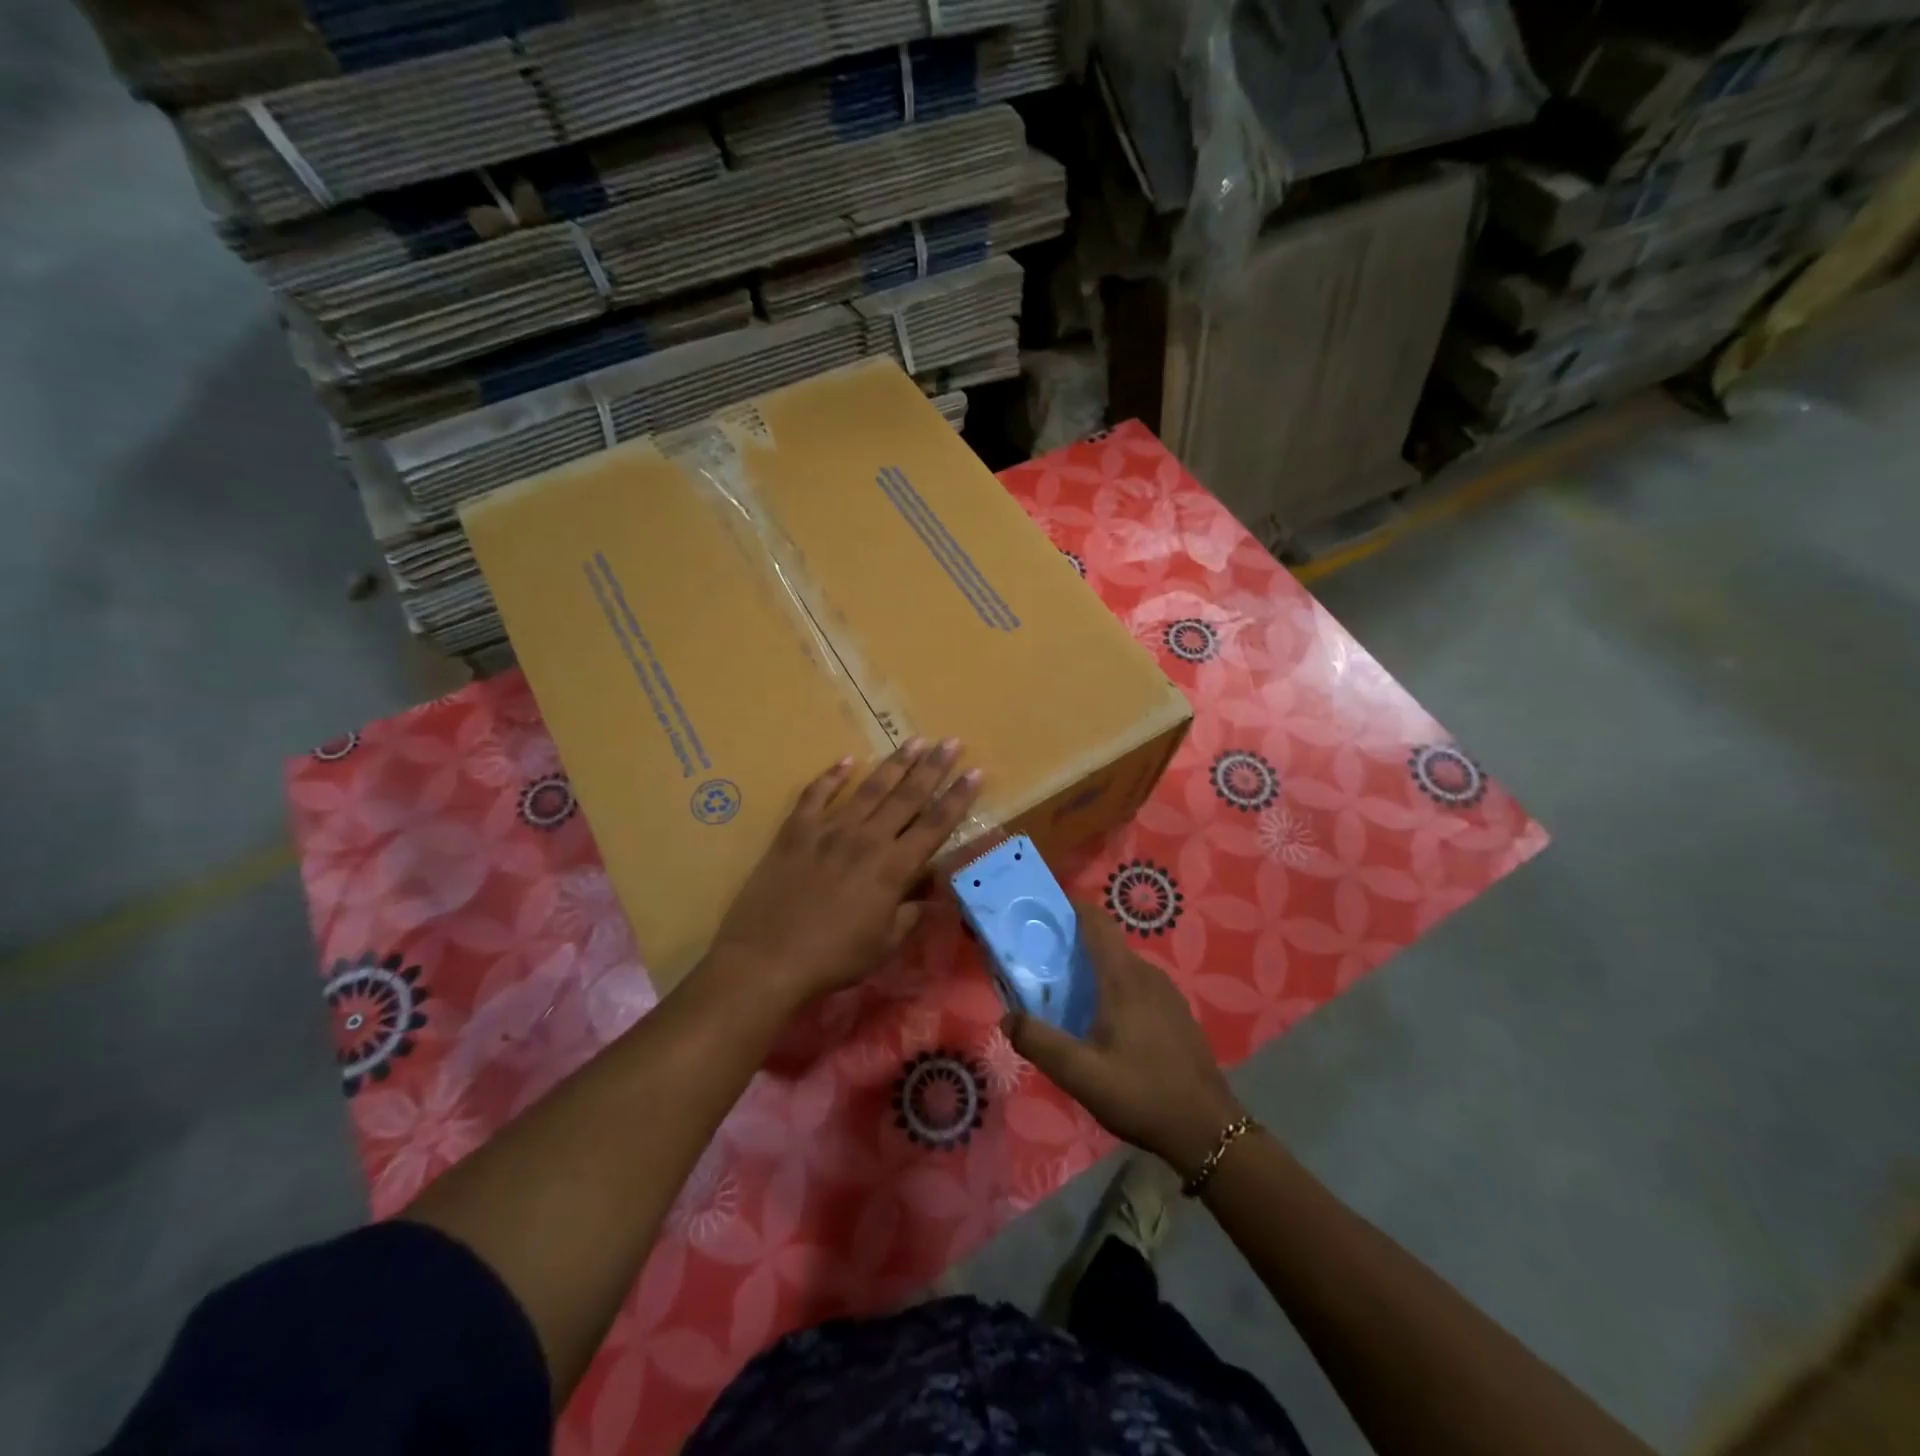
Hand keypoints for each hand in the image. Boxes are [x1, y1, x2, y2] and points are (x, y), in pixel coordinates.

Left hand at [704, 739, 980, 1011]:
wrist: (767, 959)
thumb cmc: (833, 958)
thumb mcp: (885, 944)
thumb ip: (911, 913)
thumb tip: (933, 893)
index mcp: (894, 868)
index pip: (936, 825)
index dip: (958, 797)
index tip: (976, 772)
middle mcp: (867, 839)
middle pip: (908, 796)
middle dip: (934, 767)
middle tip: (952, 741)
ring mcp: (829, 830)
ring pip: (870, 788)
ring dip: (895, 763)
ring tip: (915, 740)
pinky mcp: (796, 830)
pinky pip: (816, 794)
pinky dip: (832, 776)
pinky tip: (847, 761)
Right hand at [1006, 907, 1242, 1177]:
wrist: (1208, 1131)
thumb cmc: (1141, 1094)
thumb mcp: (1080, 1075)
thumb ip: (1039, 1043)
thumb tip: (1007, 1018)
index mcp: (1123, 978)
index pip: (1096, 921)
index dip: (1070, 908)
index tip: (1042, 912)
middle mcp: (1147, 975)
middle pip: (1106, 943)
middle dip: (1073, 945)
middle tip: (1041, 965)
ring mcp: (1167, 993)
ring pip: (1123, 966)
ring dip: (1095, 970)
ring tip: (1066, 996)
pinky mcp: (1177, 1013)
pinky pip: (1138, 985)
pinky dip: (1115, 988)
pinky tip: (1104, 1023)